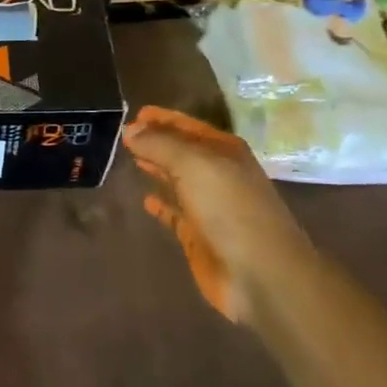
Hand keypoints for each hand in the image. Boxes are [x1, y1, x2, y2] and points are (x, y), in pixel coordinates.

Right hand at [122, 105, 310, 321]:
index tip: (134, 114)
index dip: (162, 119)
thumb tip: (130, 129)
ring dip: (157, 169)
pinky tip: (146, 200)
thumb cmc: (229, 208)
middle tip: (125, 135)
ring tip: (132, 159)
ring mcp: (210, 206)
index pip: (188, 126)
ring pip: (178, 179)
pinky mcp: (199, 235)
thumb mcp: (193, 165)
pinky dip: (161, 205)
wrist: (260, 273)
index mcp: (224, 151)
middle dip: (157, 141)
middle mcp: (218, 174)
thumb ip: (160, 145)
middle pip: (182, 151)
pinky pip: (175, 213)